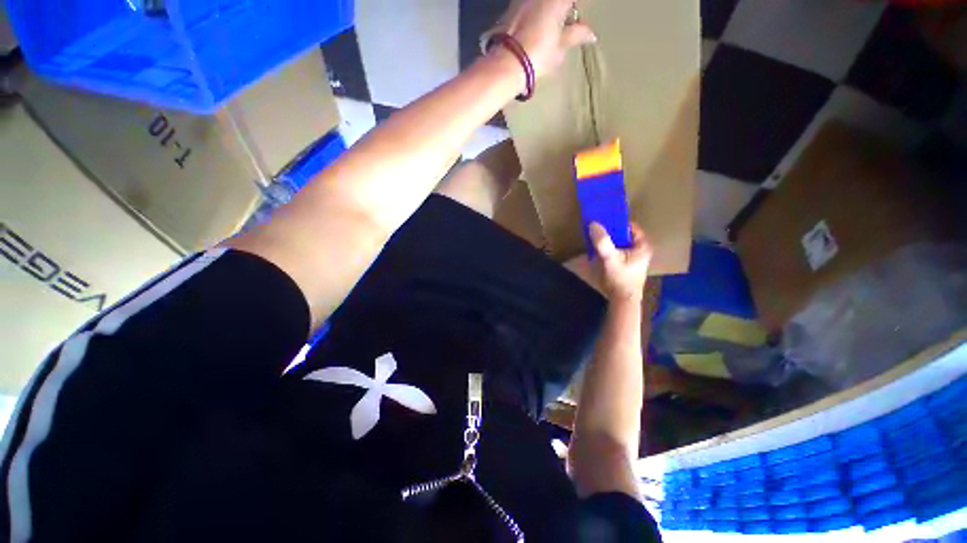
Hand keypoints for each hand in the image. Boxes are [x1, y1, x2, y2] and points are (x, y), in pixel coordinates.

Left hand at [496, 0, 596, 77]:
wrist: (506, 64)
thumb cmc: (538, 56)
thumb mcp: (560, 48)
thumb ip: (576, 35)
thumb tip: (591, 34)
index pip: (572, 2)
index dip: (573, 10)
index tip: (576, 21)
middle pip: (555, 2)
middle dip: (561, 10)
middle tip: (565, 24)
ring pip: (539, 4)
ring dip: (546, 11)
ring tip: (549, 27)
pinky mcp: (509, 7)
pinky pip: (526, 6)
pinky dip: (533, 13)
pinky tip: (533, 28)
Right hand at [589, 222, 652, 301]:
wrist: (622, 299)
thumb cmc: (621, 278)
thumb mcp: (611, 258)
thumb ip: (603, 242)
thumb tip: (593, 224)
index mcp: (643, 245)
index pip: (630, 226)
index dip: (616, 222)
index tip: (602, 220)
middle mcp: (640, 249)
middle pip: (623, 234)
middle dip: (610, 231)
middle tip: (596, 228)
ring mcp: (633, 257)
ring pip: (618, 242)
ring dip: (607, 240)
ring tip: (594, 236)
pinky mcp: (625, 264)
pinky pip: (615, 250)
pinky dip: (607, 248)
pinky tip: (596, 248)